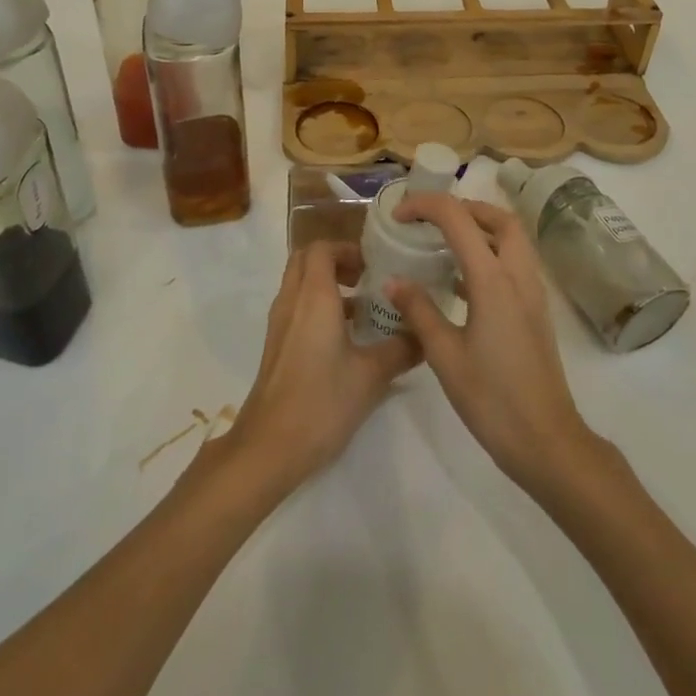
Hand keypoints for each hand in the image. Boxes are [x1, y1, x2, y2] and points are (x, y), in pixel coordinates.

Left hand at [222, 241, 420, 494]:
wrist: (269, 447)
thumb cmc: (321, 401)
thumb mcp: (371, 375)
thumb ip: (402, 349)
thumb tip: (426, 334)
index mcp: (314, 296)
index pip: (322, 248)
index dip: (347, 249)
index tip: (373, 266)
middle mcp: (292, 301)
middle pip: (306, 260)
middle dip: (335, 261)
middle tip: (366, 279)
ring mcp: (280, 324)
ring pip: (299, 284)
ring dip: (326, 284)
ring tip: (362, 308)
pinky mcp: (277, 346)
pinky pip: (296, 307)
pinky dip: (317, 306)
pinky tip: (344, 338)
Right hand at [388, 196, 596, 495]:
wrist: (547, 441)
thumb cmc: (492, 398)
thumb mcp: (444, 355)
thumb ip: (418, 310)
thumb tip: (393, 281)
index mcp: (493, 279)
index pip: (458, 218)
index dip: (425, 206)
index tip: (399, 215)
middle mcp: (517, 275)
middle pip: (498, 218)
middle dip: (464, 207)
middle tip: (431, 219)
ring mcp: (532, 293)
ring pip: (512, 239)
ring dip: (480, 228)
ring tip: (443, 243)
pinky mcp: (535, 311)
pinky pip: (514, 264)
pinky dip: (489, 255)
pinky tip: (461, 282)